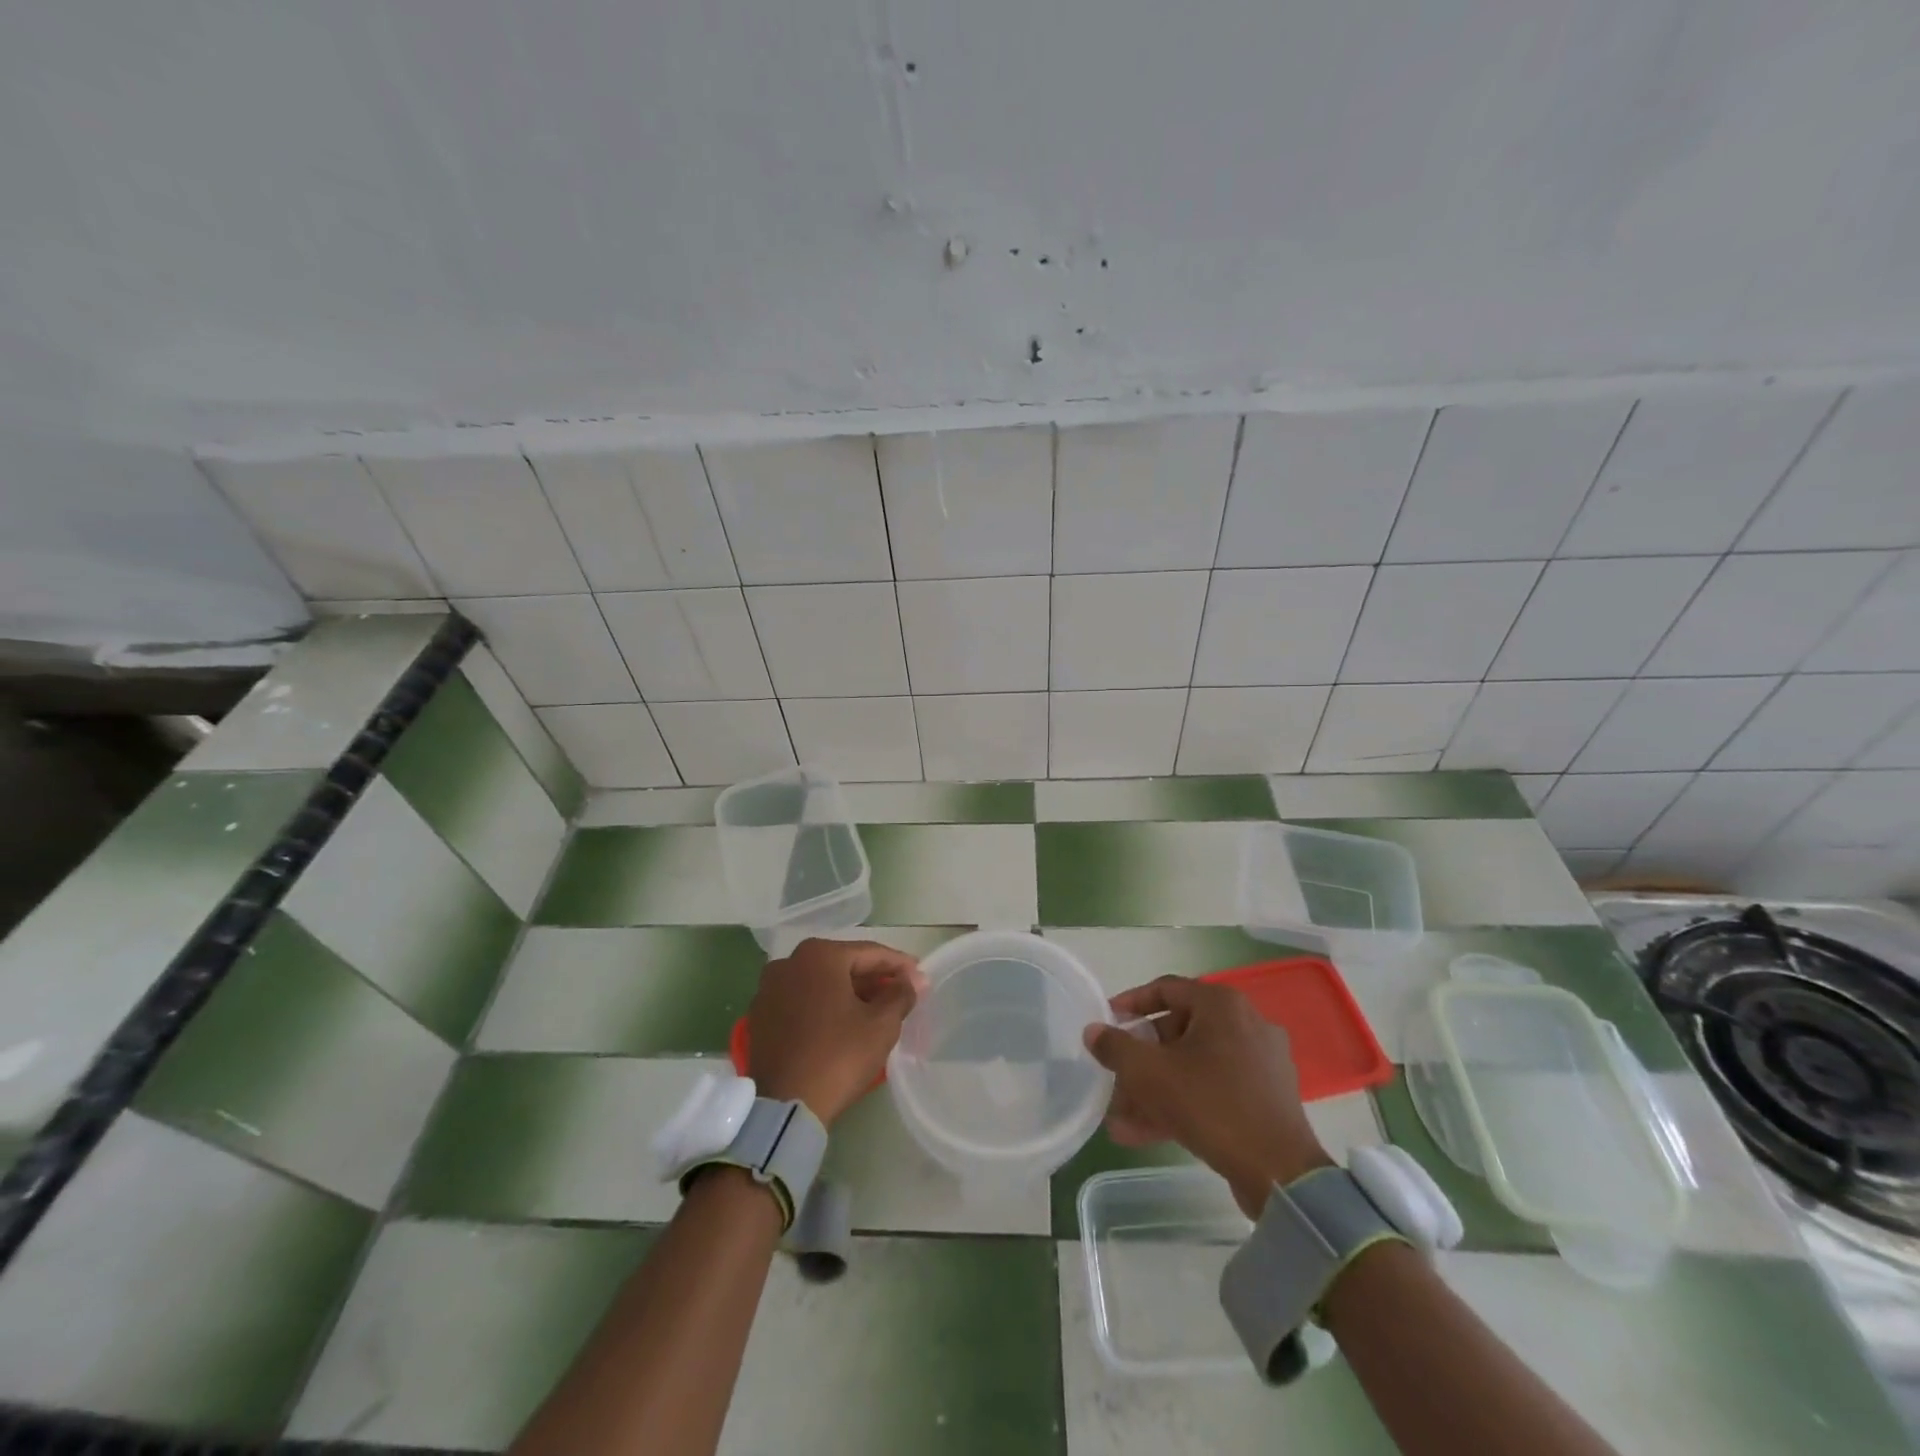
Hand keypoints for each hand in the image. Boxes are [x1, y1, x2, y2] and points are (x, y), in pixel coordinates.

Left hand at [747, 938, 919, 1125]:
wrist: (785, 1106)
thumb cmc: (839, 1055)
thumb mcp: (881, 1024)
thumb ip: (901, 994)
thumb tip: (912, 980)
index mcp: (818, 955)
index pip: (870, 953)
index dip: (899, 965)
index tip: (920, 977)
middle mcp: (789, 962)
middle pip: (843, 965)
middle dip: (873, 978)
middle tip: (901, 993)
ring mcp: (769, 989)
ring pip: (821, 983)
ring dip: (849, 992)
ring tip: (877, 1009)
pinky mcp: (761, 1017)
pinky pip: (802, 1001)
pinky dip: (825, 1006)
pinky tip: (844, 1022)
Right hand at [1084, 976, 1330, 1216]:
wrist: (1279, 1173)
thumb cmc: (1210, 1105)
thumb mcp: (1150, 1074)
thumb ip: (1116, 1047)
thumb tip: (1093, 1031)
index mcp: (1221, 1004)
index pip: (1165, 989)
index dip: (1130, 1004)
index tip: (1107, 1022)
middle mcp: (1245, 1022)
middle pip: (1178, 1031)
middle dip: (1141, 1060)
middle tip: (1115, 1078)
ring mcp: (1260, 1061)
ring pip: (1194, 1065)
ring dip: (1156, 1088)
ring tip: (1122, 1117)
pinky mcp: (1266, 1096)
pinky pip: (1214, 1088)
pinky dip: (1183, 1102)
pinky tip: (1147, 1132)